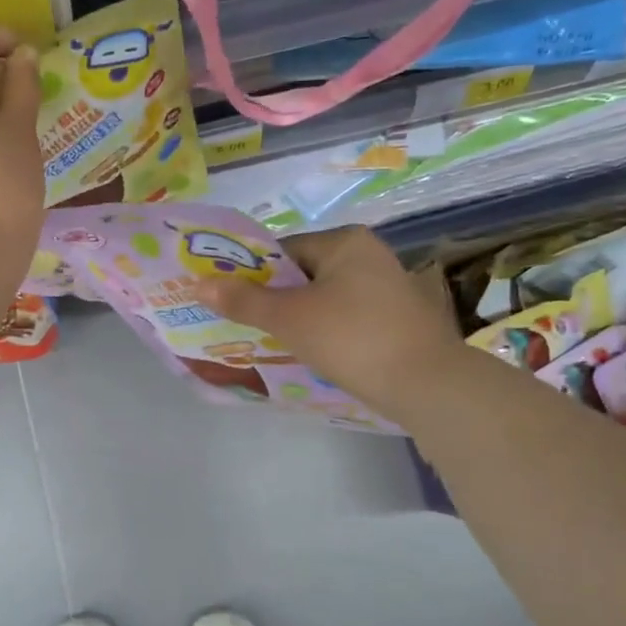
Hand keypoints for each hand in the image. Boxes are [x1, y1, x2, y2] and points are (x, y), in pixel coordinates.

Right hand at [192, 226, 461, 415]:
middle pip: (303, 274)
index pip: (283, 250)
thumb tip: (198, 285)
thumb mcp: (290, 318)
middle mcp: (369, 255)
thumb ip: (244, 301)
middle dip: (275, 300)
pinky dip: (326, 331)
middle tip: (249, 327)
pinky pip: (346, 317)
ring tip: (275, 343)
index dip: (253, 276)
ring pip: (324, 298)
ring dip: (299, 318)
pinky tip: (313, 354)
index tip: (233, 303)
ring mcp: (387, 287)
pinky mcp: (396, 318)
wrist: (426, 384)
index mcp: (345, 242)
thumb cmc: (352, 338)